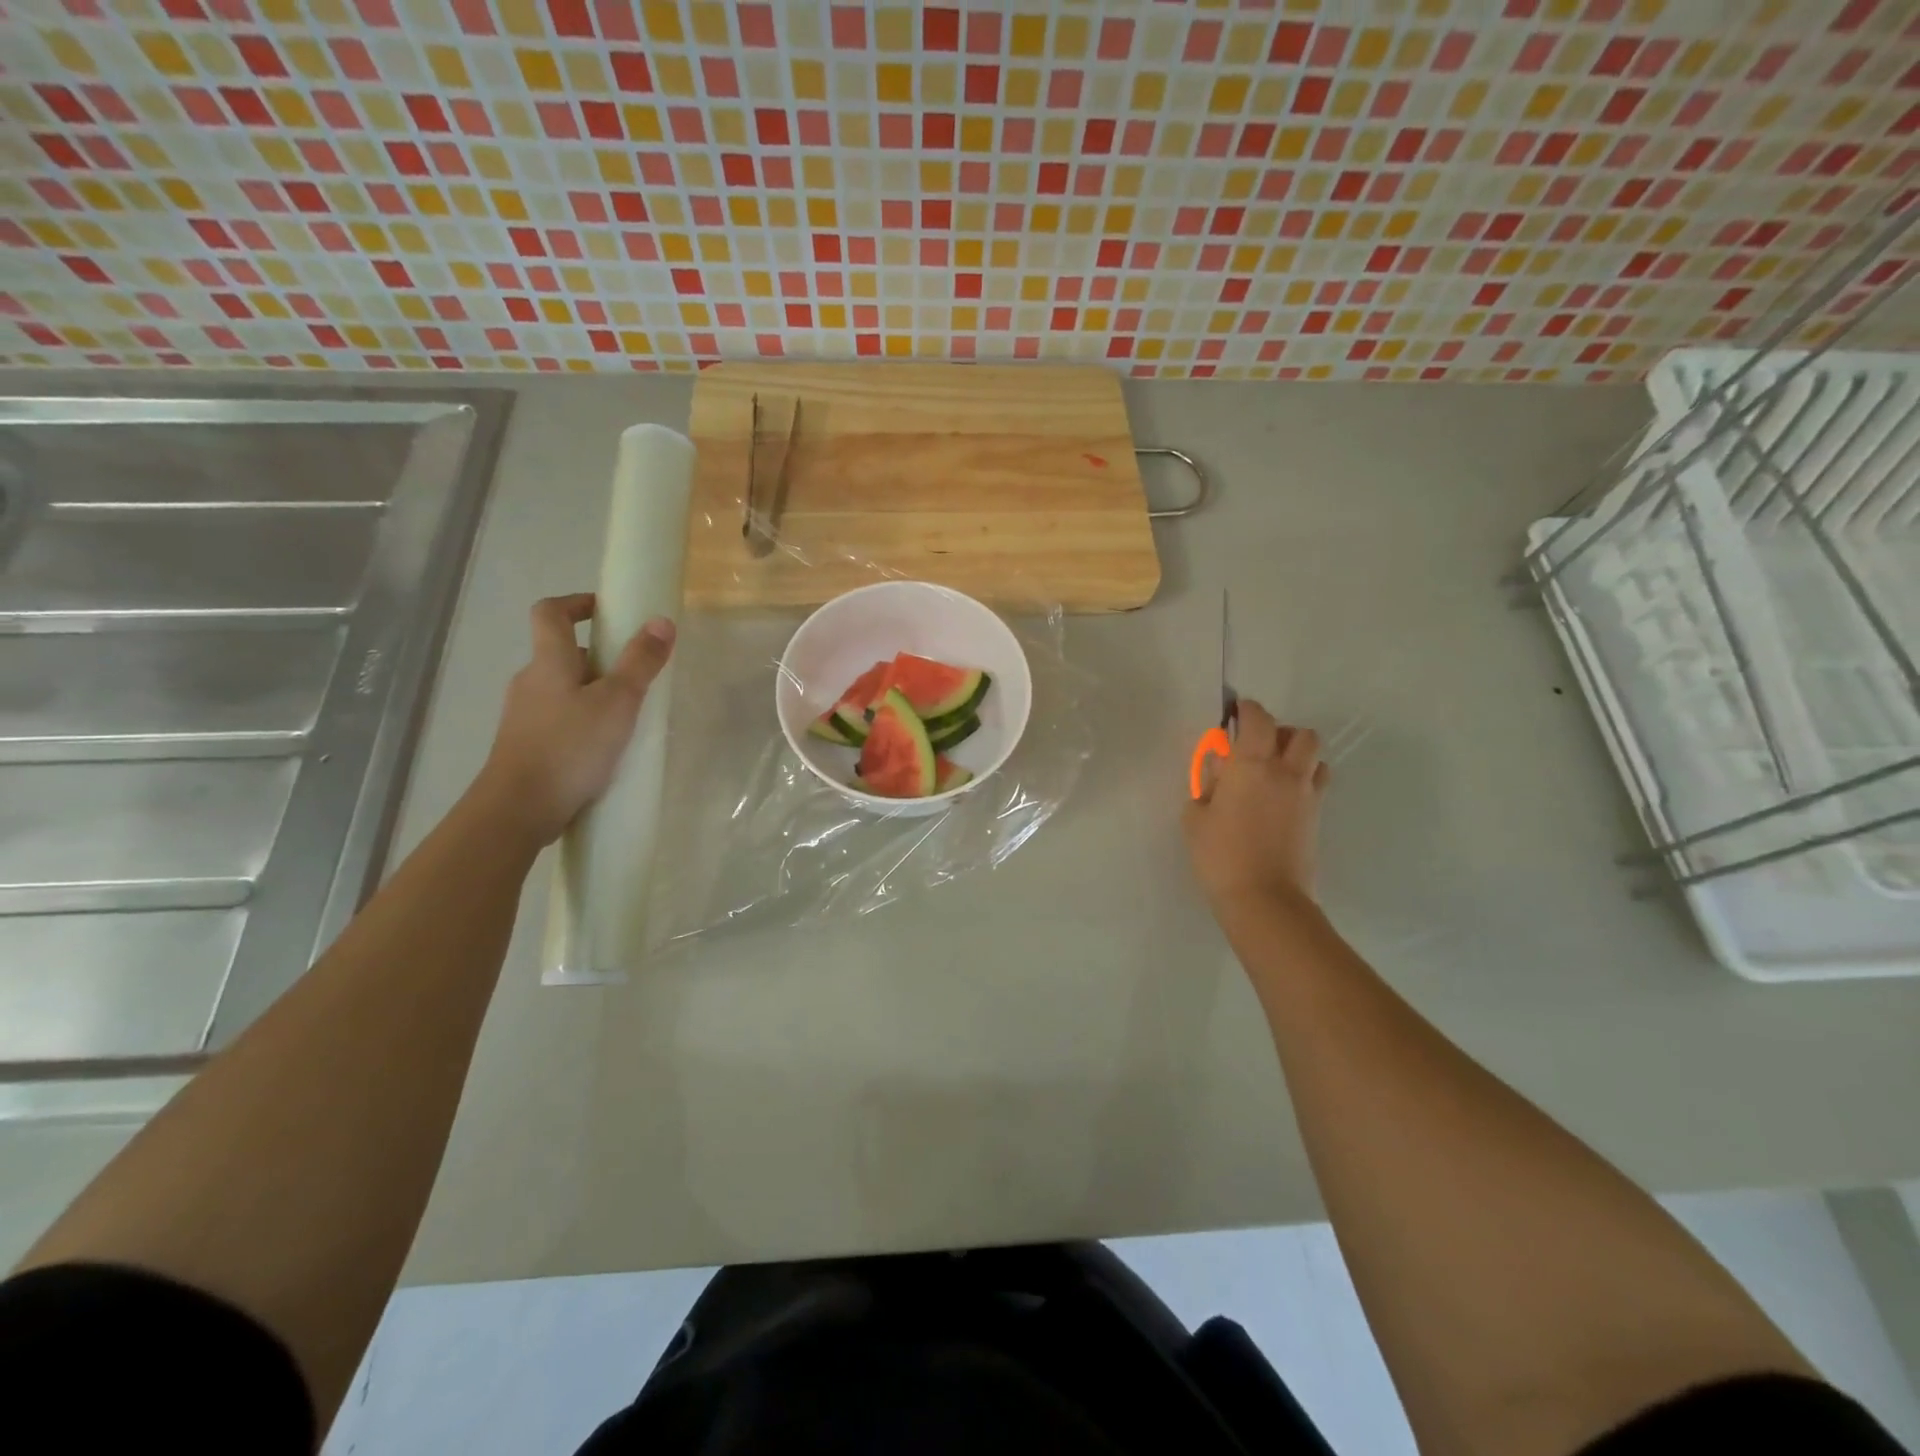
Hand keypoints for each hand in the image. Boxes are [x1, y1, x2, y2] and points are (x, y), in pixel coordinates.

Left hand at [474, 593, 675, 846]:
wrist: (518, 809)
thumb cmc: (570, 747)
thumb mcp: (618, 702)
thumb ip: (640, 662)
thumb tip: (661, 620)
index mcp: (548, 663)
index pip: (550, 612)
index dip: (577, 603)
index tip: (608, 611)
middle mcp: (530, 682)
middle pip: (561, 653)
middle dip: (599, 657)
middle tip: (635, 674)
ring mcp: (525, 716)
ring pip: (562, 689)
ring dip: (593, 692)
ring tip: (628, 715)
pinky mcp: (527, 746)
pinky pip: (559, 719)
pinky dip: (583, 721)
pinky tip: (606, 746)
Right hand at [1184, 699, 1329, 916]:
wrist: (1264, 898)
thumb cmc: (1220, 855)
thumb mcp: (1195, 817)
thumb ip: (1206, 785)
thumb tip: (1219, 769)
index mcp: (1251, 765)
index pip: (1258, 719)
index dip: (1247, 710)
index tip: (1234, 714)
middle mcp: (1285, 772)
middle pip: (1299, 733)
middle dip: (1279, 731)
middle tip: (1256, 746)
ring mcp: (1307, 794)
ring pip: (1315, 755)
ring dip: (1297, 753)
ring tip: (1274, 770)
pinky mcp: (1317, 816)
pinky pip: (1317, 782)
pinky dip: (1304, 778)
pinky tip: (1283, 797)